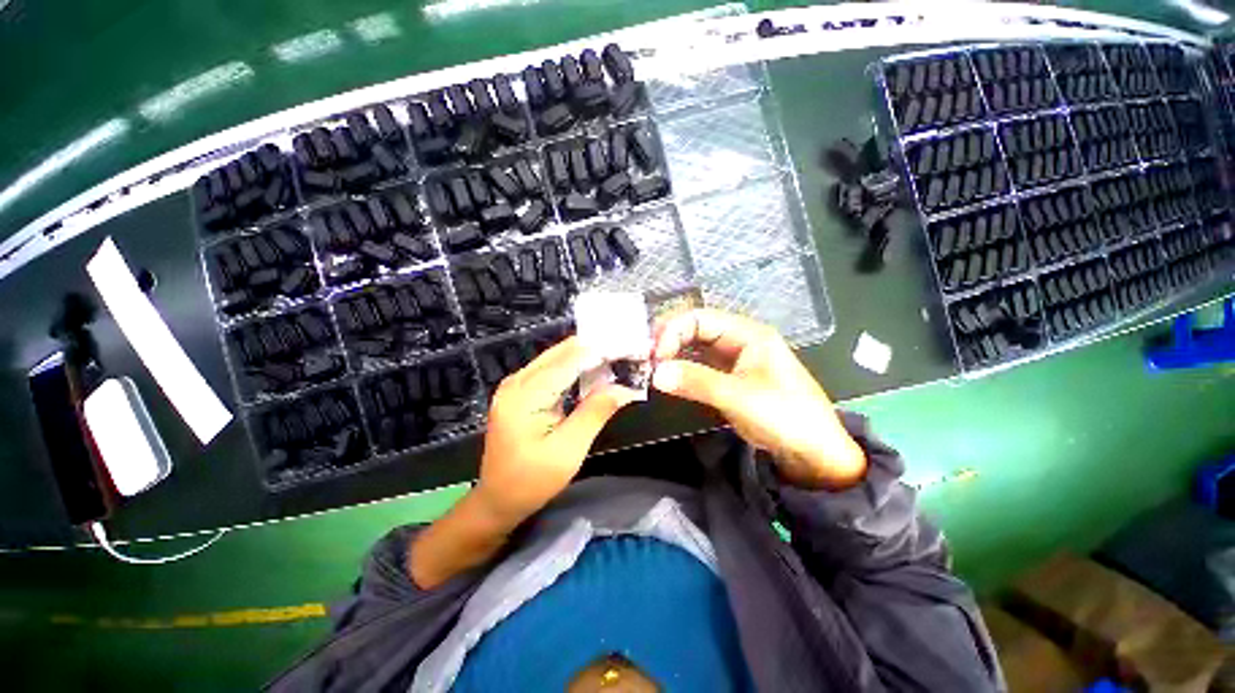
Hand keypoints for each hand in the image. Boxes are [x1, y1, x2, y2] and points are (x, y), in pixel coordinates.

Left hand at [476, 336, 639, 522]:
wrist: (497, 500)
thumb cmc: (532, 481)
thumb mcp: (569, 451)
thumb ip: (595, 413)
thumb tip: (624, 387)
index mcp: (525, 394)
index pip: (569, 360)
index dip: (600, 351)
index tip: (629, 347)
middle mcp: (517, 381)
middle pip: (561, 353)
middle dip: (594, 350)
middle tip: (625, 352)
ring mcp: (515, 385)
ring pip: (557, 359)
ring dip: (586, 358)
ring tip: (615, 359)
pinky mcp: (519, 392)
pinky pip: (550, 370)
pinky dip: (574, 369)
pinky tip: (593, 373)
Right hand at [651, 309, 865, 488]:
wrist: (814, 453)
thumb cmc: (786, 417)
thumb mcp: (739, 397)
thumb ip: (696, 382)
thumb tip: (655, 373)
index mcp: (748, 333)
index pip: (700, 318)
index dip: (673, 331)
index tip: (655, 355)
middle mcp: (738, 340)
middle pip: (695, 329)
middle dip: (669, 341)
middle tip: (647, 361)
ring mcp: (733, 360)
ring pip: (695, 348)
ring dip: (673, 355)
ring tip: (652, 369)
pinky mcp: (729, 379)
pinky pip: (699, 367)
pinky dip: (682, 370)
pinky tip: (669, 379)